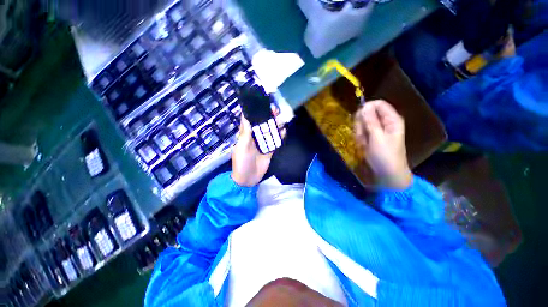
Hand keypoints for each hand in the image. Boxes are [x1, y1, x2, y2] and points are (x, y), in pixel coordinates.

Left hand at [231, 107, 285, 186]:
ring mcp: (263, 143)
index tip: (261, 103)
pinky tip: (284, 131)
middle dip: (268, 117)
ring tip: (282, 119)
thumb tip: (246, 117)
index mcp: (245, 135)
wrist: (248, 179)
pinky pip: (275, 141)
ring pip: (270, 131)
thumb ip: (245, 133)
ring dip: (275, 125)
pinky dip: (280, 136)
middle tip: (275, 110)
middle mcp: (254, 137)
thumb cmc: (242, 162)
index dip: (254, 111)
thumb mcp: (242, 147)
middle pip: (262, 124)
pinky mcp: (269, 150)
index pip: (249, 120)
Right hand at [354, 100, 411, 189]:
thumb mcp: (377, 138)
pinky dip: (360, 138)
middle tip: (362, 135)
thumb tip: (364, 106)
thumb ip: (370, 121)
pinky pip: (362, 132)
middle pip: (368, 113)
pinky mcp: (372, 136)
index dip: (366, 108)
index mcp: (392, 119)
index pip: (378, 104)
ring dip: (359, 132)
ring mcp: (378, 130)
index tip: (358, 118)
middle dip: (361, 123)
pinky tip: (363, 145)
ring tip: (363, 142)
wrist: (387, 173)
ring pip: (363, 123)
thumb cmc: (385, 156)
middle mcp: (385, 122)